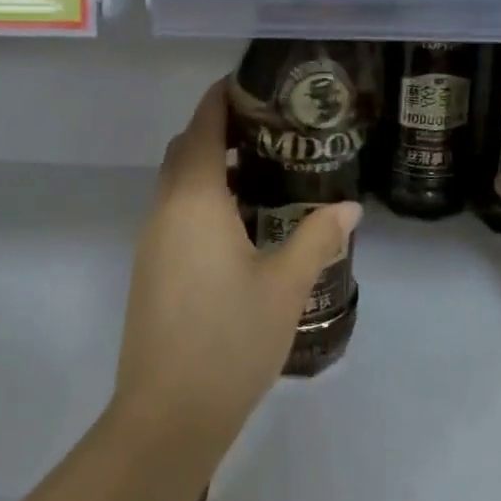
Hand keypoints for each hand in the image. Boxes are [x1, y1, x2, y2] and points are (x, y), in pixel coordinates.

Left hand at [112, 78, 361, 447]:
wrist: (168, 415)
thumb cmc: (229, 340)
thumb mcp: (285, 286)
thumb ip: (318, 238)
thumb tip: (350, 207)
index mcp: (194, 200)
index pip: (202, 126)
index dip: (222, 98)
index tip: (253, 85)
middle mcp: (164, 210)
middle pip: (186, 150)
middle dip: (219, 131)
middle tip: (271, 131)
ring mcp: (151, 242)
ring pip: (177, 184)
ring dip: (211, 168)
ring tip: (265, 174)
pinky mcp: (150, 269)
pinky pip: (175, 214)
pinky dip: (203, 200)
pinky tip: (241, 225)